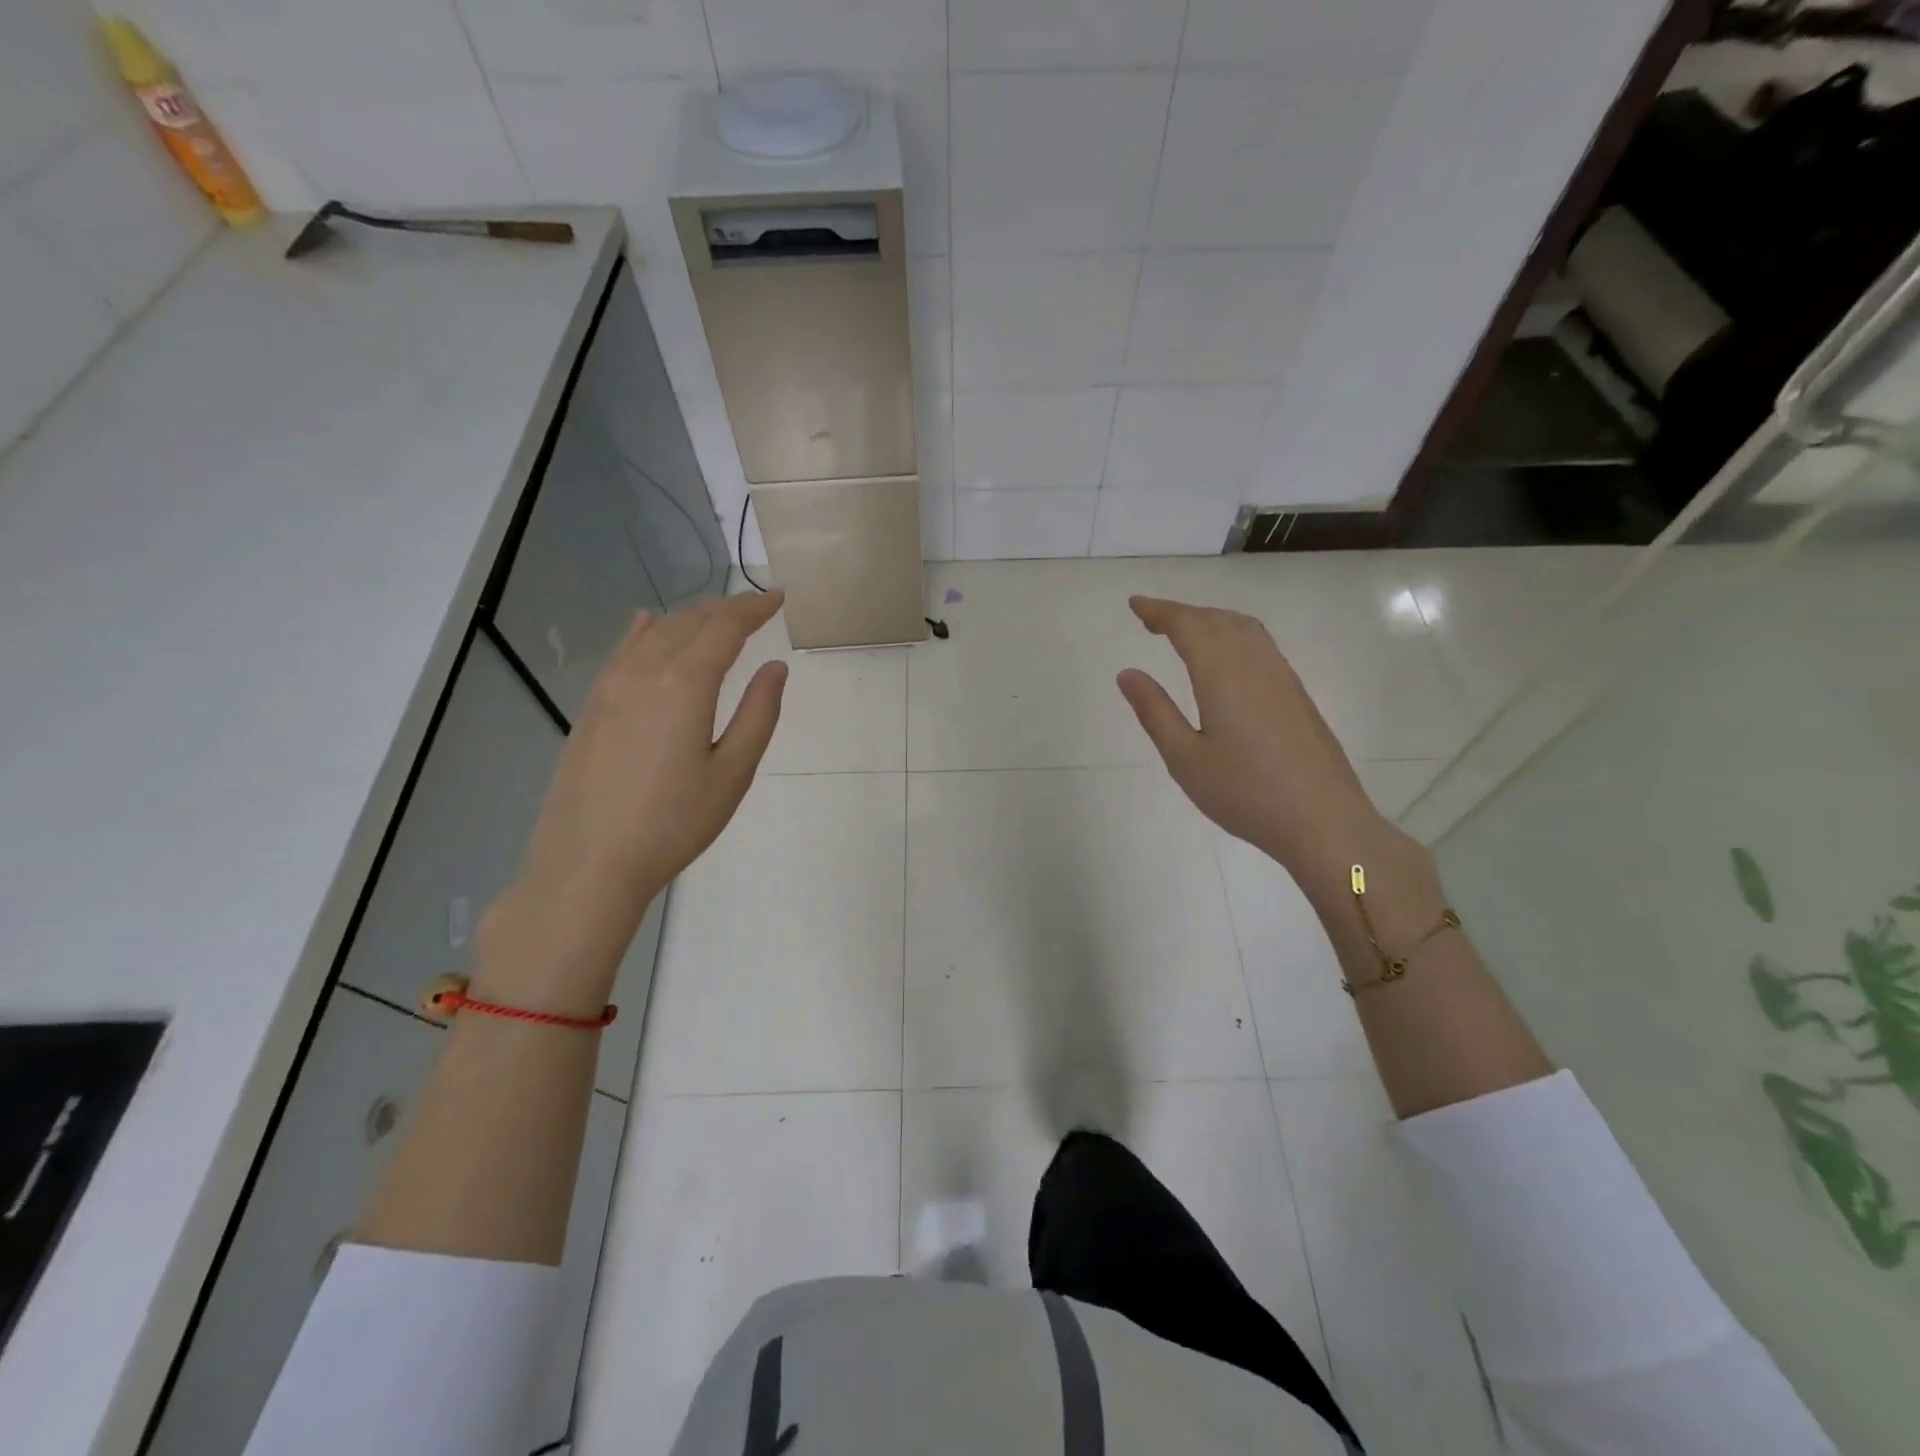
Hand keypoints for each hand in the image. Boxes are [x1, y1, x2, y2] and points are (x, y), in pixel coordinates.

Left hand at [480, 592, 787, 1003]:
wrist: (588, 863)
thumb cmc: (673, 823)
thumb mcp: (732, 773)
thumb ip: (758, 713)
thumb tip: (776, 667)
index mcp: (684, 684)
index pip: (724, 627)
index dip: (753, 607)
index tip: (778, 597)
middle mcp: (644, 672)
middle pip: (688, 621)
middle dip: (725, 608)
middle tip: (755, 608)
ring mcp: (610, 687)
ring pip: (654, 632)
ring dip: (689, 618)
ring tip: (715, 617)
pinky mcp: (591, 707)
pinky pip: (621, 651)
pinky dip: (643, 631)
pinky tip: (647, 624)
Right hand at [1116, 595, 1401, 892]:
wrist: (1323, 821)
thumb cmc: (1244, 793)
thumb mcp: (1185, 758)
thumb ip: (1155, 712)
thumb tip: (1128, 674)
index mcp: (1223, 675)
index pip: (1188, 626)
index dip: (1160, 611)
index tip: (1135, 604)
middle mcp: (1256, 665)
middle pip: (1218, 621)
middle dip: (1183, 613)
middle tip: (1152, 618)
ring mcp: (1282, 678)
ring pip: (1245, 629)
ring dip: (1211, 621)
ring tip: (1186, 631)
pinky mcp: (1297, 695)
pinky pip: (1261, 646)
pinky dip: (1234, 635)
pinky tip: (1227, 659)